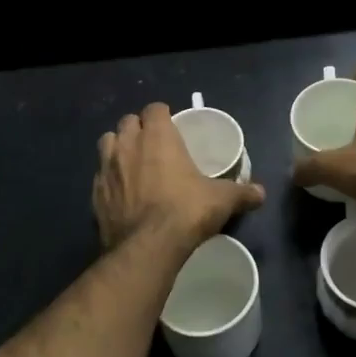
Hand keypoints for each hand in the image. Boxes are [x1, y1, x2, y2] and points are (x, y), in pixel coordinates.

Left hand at [94, 103, 264, 249]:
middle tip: (154, 144)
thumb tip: (261, 193)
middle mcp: (127, 144)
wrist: (147, 247)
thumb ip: (242, 193)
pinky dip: (109, 178)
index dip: (162, 114)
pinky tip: (121, 192)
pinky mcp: (95, 193)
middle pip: (128, 122)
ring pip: (107, 143)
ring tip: (132, 163)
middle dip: (139, 128)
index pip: (155, 108)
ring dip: (118, 148)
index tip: (172, 125)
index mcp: (157, 136)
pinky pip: (100, 176)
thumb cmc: (186, 211)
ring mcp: (106, 168)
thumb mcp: (221, 200)